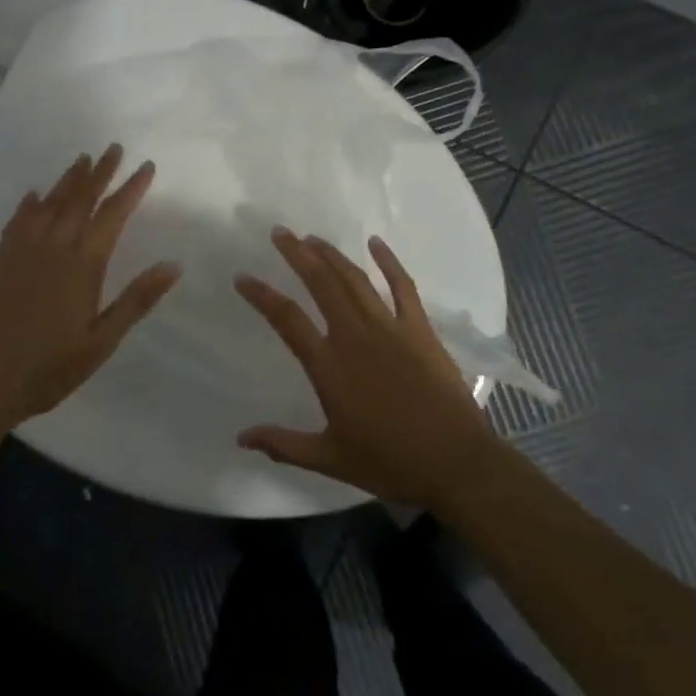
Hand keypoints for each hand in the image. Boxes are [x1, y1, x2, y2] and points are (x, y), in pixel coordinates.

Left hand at [0, 144, 181, 437]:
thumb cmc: (52, 367)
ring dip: (68, 180)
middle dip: (100, 172)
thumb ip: (137, 300)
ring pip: (50, 204)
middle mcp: (54, 248)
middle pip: (80, 200)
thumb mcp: (103, 340)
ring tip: (82, 159)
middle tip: (114, 148)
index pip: (112, 215)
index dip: (131, 189)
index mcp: (83, 265)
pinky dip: (29, 204)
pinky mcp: (3, 262)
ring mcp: (24, 252)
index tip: (146, 166)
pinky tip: (34, 195)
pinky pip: (18, 222)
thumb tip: (174, 265)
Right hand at [234, 228, 501, 507]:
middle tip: (280, 233)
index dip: (262, 295)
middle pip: (321, 284)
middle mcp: (355, 336)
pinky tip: (376, 243)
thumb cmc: (390, 462)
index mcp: (330, 366)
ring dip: (332, 255)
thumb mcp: (330, 459)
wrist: (455, 463)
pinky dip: (389, 261)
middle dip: (298, 254)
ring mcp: (390, 328)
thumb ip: (284, 444)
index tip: (243, 277)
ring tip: (312, 238)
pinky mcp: (419, 329)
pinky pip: (402, 287)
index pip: (287, 319)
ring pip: (355, 279)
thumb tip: (241, 438)